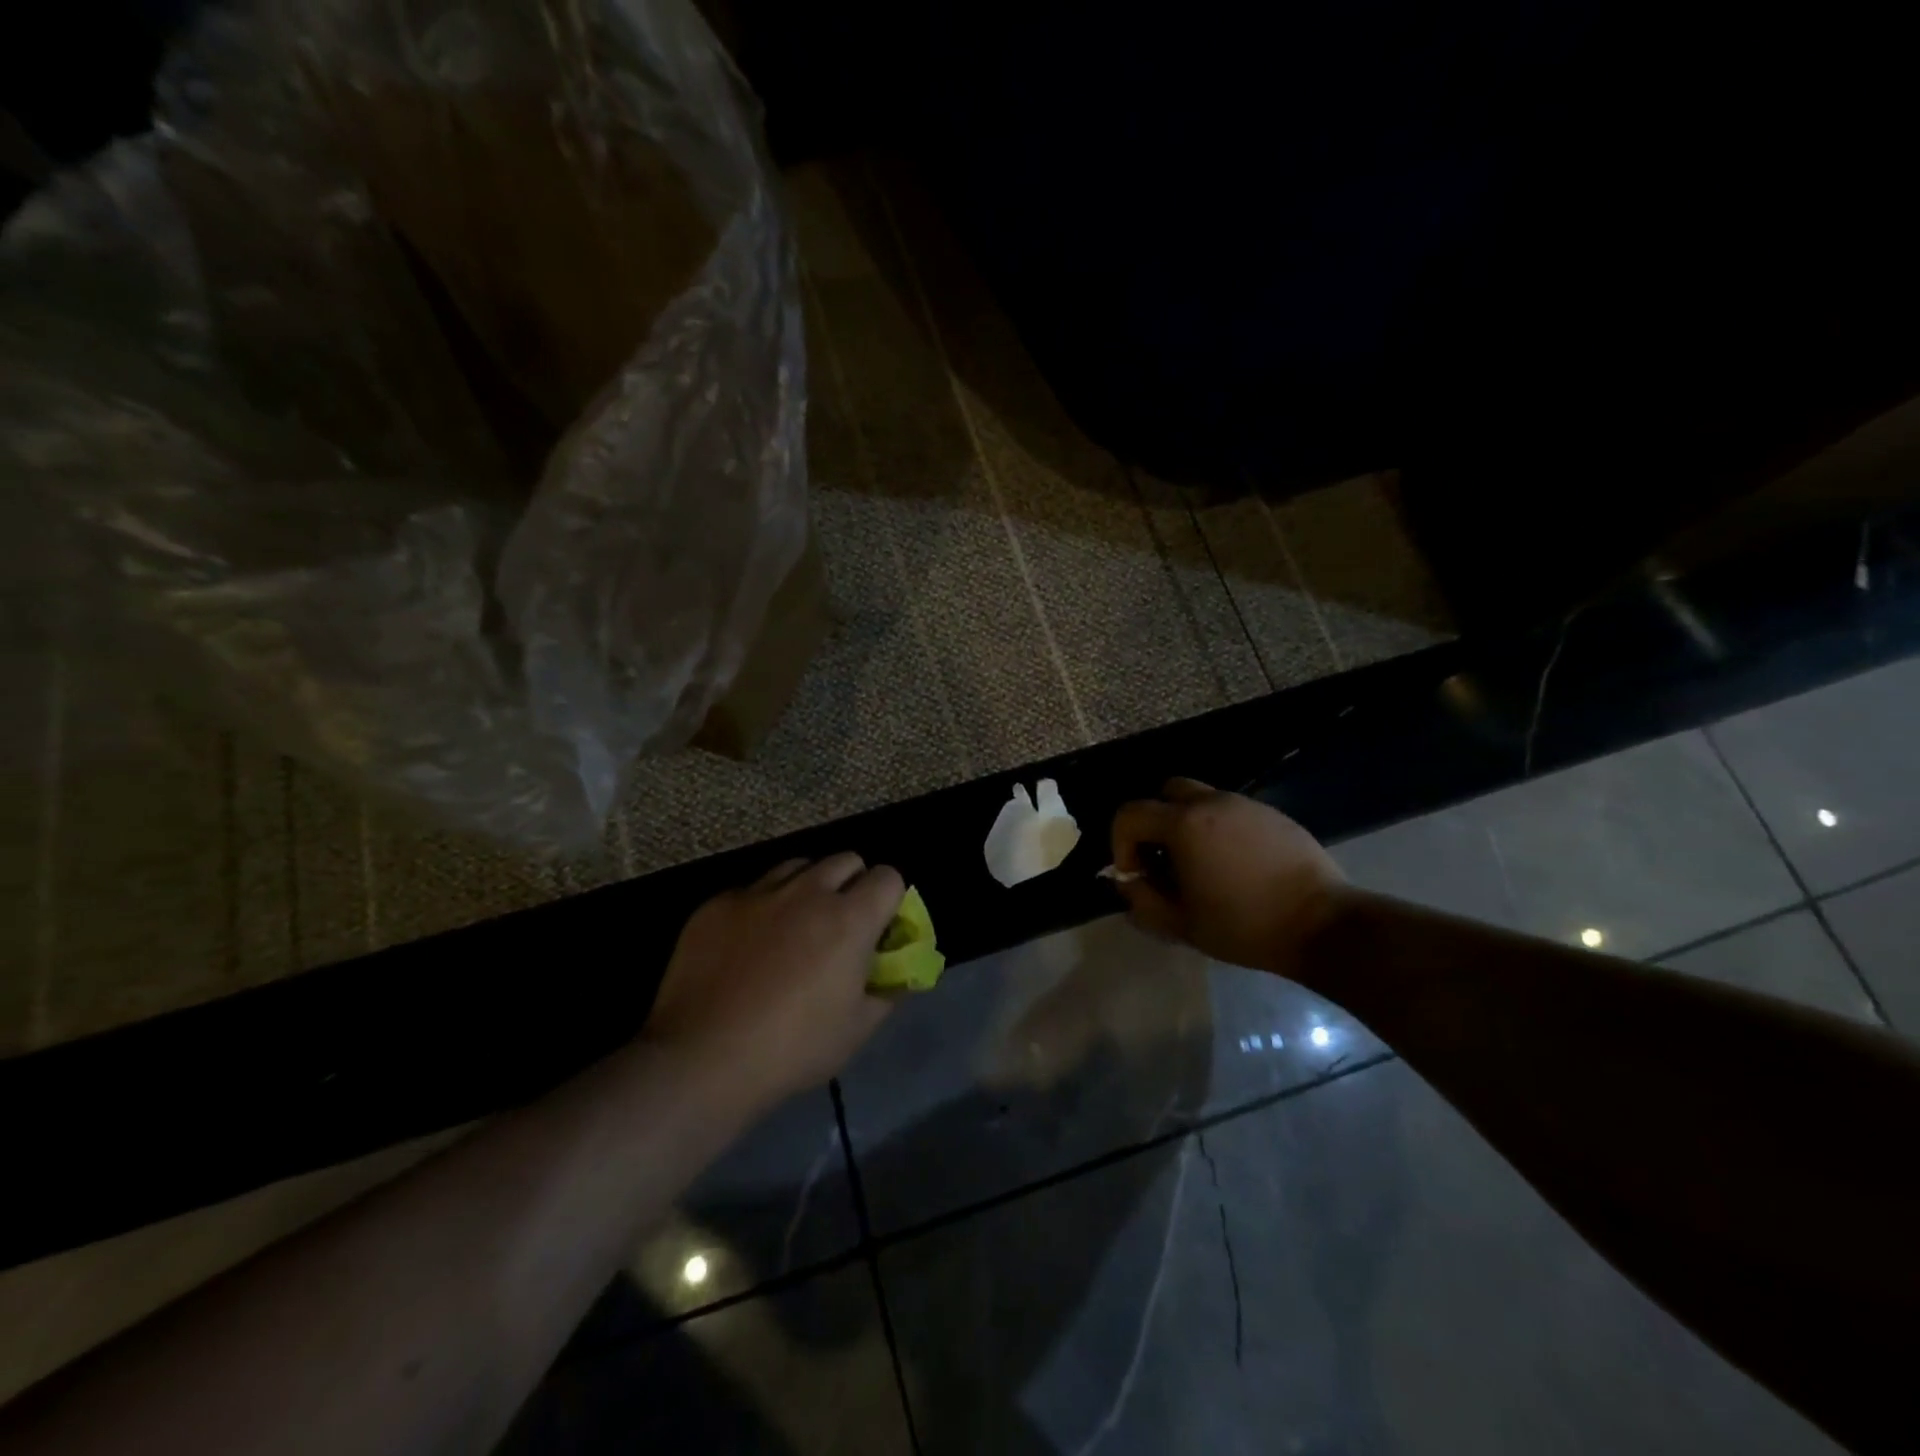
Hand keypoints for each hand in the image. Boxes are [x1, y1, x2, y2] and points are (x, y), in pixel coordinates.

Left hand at [643, 855, 904, 1104]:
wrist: (701, 1058)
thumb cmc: (791, 1048)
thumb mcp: (856, 1030)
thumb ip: (886, 991)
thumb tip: (896, 973)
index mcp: (849, 919)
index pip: (889, 877)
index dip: (890, 899)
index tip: (880, 927)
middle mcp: (807, 891)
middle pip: (846, 860)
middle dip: (853, 884)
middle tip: (840, 925)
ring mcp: (758, 892)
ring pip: (798, 866)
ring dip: (808, 887)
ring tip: (795, 926)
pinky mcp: (718, 903)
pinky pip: (753, 888)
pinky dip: (762, 906)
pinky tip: (748, 945)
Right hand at [1110, 778, 1347, 976]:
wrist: (1324, 925)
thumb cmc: (1244, 926)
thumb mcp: (1181, 924)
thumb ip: (1142, 901)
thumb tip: (1130, 883)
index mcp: (1184, 824)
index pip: (1130, 814)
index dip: (1121, 844)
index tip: (1137, 875)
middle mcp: (1213, 802)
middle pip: (1166, 792)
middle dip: (1154, 822)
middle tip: (1164, 860)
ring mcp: (1246, 805)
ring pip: (1201, 799)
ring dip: (1188, 825)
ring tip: (1201, 866)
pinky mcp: (1274, 815)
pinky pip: (1232, 812)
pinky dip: (1220, 830)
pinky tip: (1236, 867)